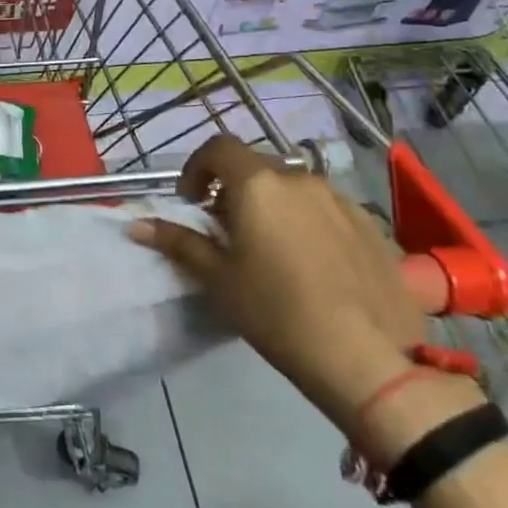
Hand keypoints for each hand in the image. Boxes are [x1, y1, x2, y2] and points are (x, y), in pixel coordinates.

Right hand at [130, 135, 427, 434]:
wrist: (369, 360)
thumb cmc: (277, 312)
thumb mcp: (219, 279)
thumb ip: (178, 243)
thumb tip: (135, 225)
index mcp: (258, 184)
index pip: (218, 147)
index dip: (197, 168)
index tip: (193, 202)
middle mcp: (300, 179)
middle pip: (256, 168)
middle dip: (234, 190)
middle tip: (228, 233)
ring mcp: (341, 200)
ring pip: (293, 189)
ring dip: (273, 205)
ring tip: (272, 251)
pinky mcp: (372, 226)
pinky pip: (327, 210)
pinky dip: (308, 222)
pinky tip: (314, 266)